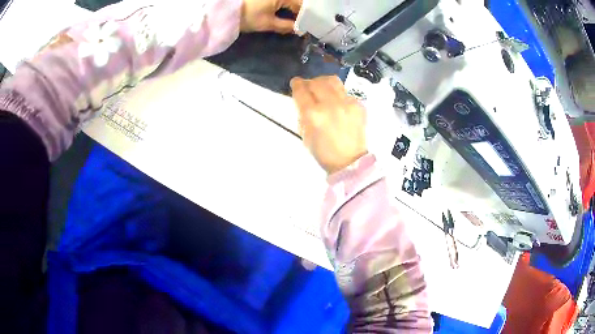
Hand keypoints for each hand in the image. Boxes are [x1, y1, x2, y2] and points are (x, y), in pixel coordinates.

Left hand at [240, 0, 301, 33]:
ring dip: (292, 9)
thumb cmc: (248, 16)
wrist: (225, 11)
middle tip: (302, 24)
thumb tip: (298, 30)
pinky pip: (281, 1)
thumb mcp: (268, 23)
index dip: (306, 17)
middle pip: (297, 2)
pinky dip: (285, 6)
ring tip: (295, 20)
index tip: (307, 27)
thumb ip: (286, 26)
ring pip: (289, 2)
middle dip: (299, 12)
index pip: (302, 6)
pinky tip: (285, 13)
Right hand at [291, 76, 367, 174]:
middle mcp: (330, 105)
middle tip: (308, 87)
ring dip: (323, 82)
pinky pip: (345, 92)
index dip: (296, 84)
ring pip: (332, 81)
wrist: (349, 161)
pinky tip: (337, 104)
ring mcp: (346, 103)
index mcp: (313, 115)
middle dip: (309, 82)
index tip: (296, 83)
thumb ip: (303, 113)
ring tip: (322, 88)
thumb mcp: (305, 134)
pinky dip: (337, 94)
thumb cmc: (324, 152)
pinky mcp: (358, 105)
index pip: (301, 90)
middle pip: (316, 82)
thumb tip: (303, 99)